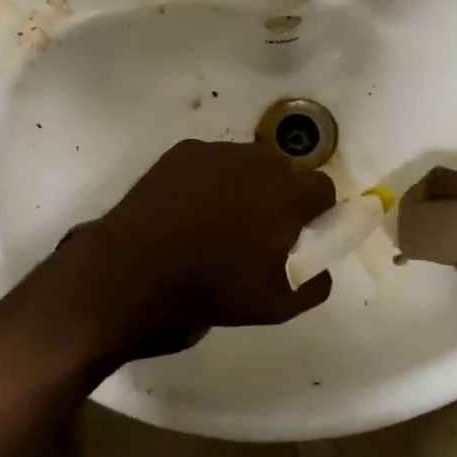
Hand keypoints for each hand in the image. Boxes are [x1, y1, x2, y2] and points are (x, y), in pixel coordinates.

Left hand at [47, 140, 336, 360]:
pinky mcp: (184, 150)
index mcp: (289, 193)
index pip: (323, 189)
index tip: (298, 236)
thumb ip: (313, 285)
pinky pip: (211, 162)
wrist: (133, 270)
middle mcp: (260, 160)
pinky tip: (187, 210)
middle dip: (280, 196)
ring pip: (247, 163)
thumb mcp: (276, 307)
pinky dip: (208, 180)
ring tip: (218, 222)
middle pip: (285, 172)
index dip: (315, 212)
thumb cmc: (212, 287)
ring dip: (245, 185)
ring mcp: (219, 150)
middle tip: (258, 232)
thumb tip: (320, 269)